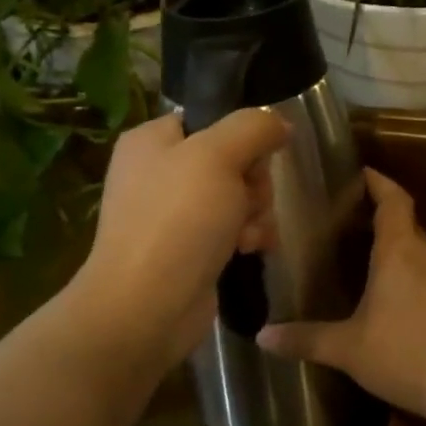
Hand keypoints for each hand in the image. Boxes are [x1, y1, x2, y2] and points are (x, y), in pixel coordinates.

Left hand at [69, 109, 288, 371]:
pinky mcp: (189, 250)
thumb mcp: (218, 155)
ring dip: (255, 213)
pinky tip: (248, 251)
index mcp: (152, 140)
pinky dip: (246, 238)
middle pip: (232, 160)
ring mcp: (173, 215)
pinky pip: (232, 229)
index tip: (254, 158)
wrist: (147, 306)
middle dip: (253, 183)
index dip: (241, 136)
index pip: (210, 119)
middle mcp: (159, 173)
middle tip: (247, 201)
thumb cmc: (177, 220)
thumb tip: (279, 123)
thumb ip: (253, 127)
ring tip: (247, 235)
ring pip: (238, 197)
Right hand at [257, 169, 425, 423]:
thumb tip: (262, 336)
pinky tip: (393, 303)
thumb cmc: (406, 352)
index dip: (379, 183)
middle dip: (383, 217)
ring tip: (365, 260)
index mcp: (398, 252)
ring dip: (397, 251)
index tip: (362, 173)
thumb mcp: (348, 349)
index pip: (393, 201)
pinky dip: (410, 280)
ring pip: (419, 255)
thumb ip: (306, 339)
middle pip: (407, 224)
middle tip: (350, 220)